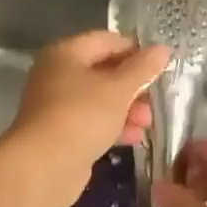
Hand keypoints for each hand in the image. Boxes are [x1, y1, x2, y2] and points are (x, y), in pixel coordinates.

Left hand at [6, 31, 170, 206]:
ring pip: (99, 100)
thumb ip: (142, 68)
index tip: (160, 65)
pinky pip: (91, 122)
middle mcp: (56, 75)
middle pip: (103, 71)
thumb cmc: (82, 115)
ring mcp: (56, 106)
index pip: (106, 40)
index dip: (135, 50)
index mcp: (65, 53)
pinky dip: (112, 127)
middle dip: (133, 86)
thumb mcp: (119, 89)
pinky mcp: (60, 133)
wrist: (45, 165)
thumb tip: (162, 49)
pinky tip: (134, 138)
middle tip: (154, 100)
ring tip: (147, 123)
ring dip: (126, 109)